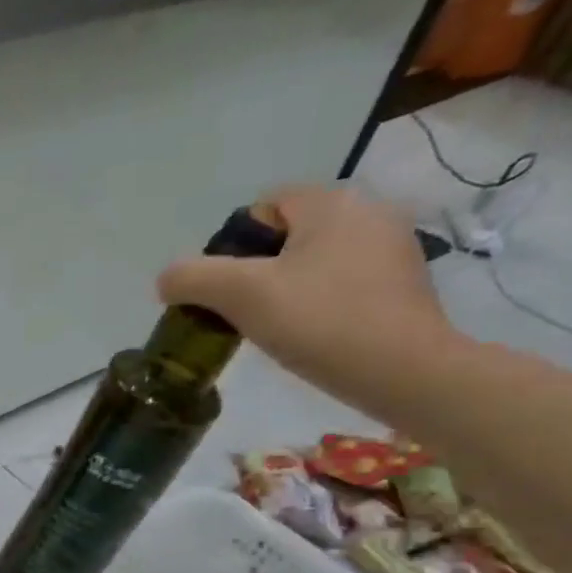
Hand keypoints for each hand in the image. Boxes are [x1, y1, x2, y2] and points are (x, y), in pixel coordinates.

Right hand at [157, 187, 463, 416]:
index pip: (263, 207)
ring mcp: (394, 248)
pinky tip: (315, 335)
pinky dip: (321, 304)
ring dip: (289, 289)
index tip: (229, 290)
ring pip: (315, 261)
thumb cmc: (319, 321)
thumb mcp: (239, 295)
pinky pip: (343, 283)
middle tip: (247, 313)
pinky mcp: (405, 284)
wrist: (403, 370)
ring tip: (280, 328)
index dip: (233, 248)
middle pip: (288, 235)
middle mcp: (369, 211)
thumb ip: (192, 278)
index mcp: (332, 202)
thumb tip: (167, 280)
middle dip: (259, 271)